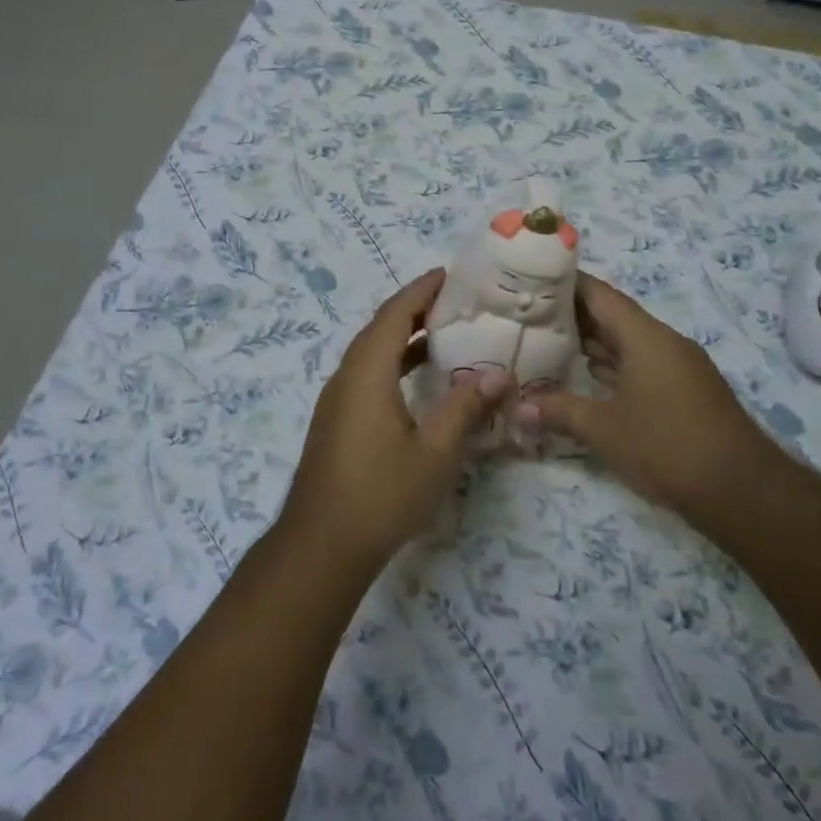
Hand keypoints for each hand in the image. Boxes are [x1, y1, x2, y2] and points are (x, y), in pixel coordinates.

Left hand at [278, 271, 510, 575]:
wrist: (321, 545)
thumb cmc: (381, 494)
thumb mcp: (434, 452)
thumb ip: (465, 408)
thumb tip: (499, 374)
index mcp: (367, 372)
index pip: (395, 314)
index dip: (421, 290)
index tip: (449, 275)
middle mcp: (347, 376)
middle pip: (380, 328)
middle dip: (415, 309)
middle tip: (455, 301)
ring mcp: (337, 399)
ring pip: (372, 353)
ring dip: (403, 337)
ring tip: (444, 333)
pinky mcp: (336, 421)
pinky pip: (367, 374)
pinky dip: (394, 363)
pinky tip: (418, 382)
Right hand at [521, 273, 778, 525]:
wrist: (742, 490)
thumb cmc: (667, 447)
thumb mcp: (603, 429)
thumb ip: (558, 411)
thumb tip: (517, 408)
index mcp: (645, 337)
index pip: (600, 295)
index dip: (566, 284)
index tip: (533, 281)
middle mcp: (664, 342)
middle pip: (613, 317)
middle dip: (573, 315)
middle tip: (530, 316)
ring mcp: (678, 367)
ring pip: (628, 342)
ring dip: (593, 342)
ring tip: (549, 342)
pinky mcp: (685, 391)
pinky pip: (641, 364)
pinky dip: (613, 365)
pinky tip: (587, 377)